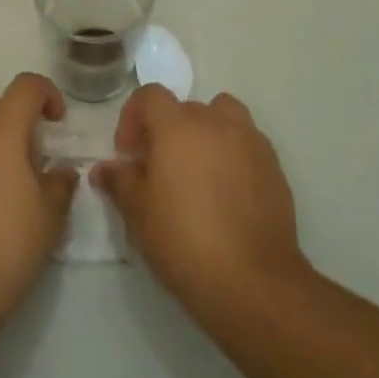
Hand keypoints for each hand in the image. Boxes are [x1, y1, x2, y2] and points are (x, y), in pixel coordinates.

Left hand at [0, 72, 77, 322]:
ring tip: (7, 182)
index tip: (57, 122)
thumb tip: (60, 171)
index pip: (25, 86)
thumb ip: (59, 184)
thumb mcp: (50, 216)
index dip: (46, 93)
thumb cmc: (6, 244)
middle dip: (11, 114)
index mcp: (0, 133)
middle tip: (28, 149)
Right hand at [94, 86, 310, 316]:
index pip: (150, 95)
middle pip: (185, 107)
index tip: (128, 153)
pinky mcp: (274, 167)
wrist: (252, 281)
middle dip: (167, 129)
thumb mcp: (138, 212)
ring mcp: (250, 141)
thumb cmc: (184, 240)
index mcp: (178, 126)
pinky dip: (232, 153)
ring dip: (206, 131)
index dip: (133, 117)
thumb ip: (119, 181)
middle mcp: (216, 122)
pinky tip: (226, 191)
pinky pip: (247, 143)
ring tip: (198, 169)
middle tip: (159, 167)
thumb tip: (104, 168)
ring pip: (223, 116)